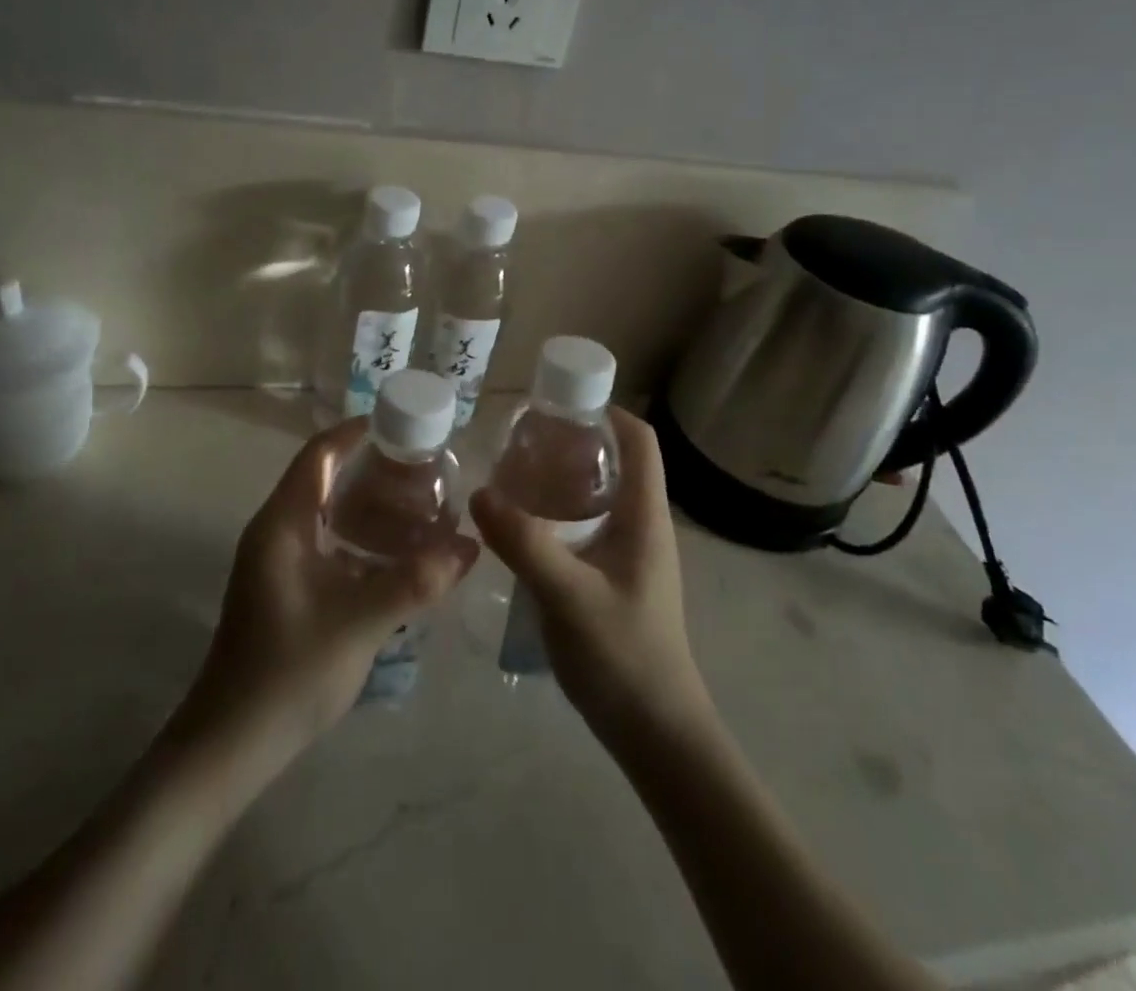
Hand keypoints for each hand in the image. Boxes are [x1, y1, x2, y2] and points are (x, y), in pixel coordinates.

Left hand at [177, 418, 478, 759]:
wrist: (231, 745)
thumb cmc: (290, 672)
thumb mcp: (361, 622)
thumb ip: (417, 580)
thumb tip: (472, 546)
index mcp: (283, 523)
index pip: (320, 454)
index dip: (356, 431)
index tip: (403, 424)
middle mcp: (275, 531)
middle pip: (323, 476)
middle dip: (371, 466)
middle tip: (423, 467)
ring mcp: (275, 560)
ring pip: (325, 511)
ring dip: (365, 502)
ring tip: (417, 504)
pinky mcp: (283, 586)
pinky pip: (324, 541)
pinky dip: (357, 535)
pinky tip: (393, 555)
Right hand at [470, 407, 709, 749]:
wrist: (656, 734)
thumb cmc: (624, 657)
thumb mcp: (569, 596)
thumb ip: (524, 543)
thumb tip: (479, 492)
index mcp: (645, 517)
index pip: (640, 441)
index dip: (608, 411)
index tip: (560, 401)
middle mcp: (642, 526)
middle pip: (615, 462)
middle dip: (573, 441)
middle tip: (521, 438)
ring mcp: (629, 556)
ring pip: (597, 497)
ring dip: (561, 478)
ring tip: (512, 474)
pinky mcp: (614, 580)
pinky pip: (586, 527)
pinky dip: (557, 513)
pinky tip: (521, 527)